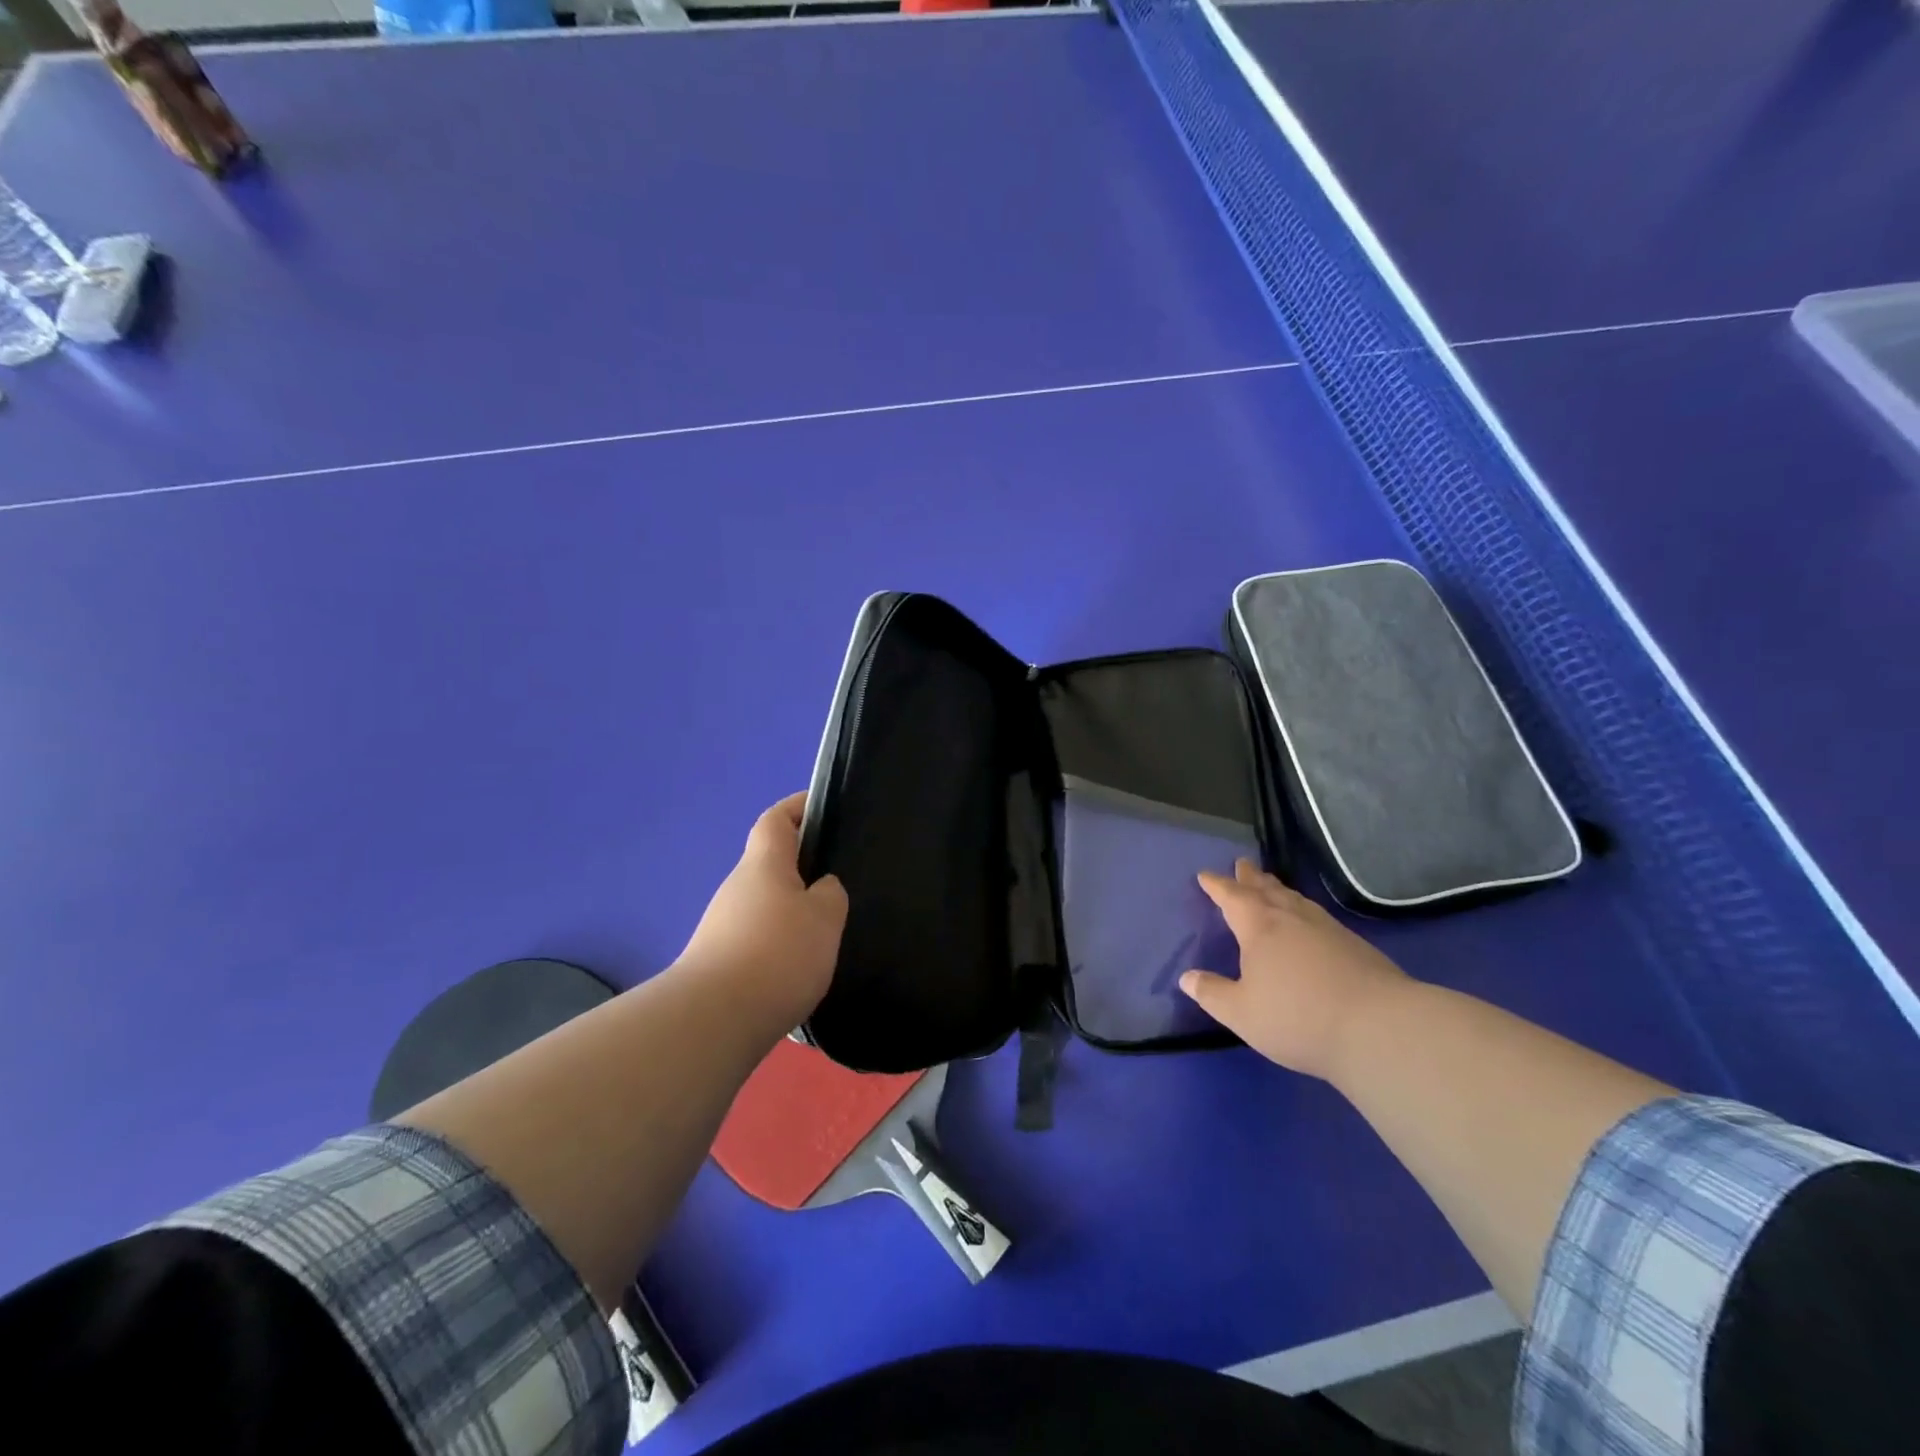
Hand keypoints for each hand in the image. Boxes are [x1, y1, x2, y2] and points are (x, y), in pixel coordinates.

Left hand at [677, 792, 847, 1028]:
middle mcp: (737, 887)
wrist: (713, 1020)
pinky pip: (757, 937)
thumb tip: (821, 888)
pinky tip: (800, 967)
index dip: (798, 807)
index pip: (776, 819)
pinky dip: (779, 943)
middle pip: (770, 864)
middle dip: (802, 867)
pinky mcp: (719, 961)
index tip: (823, 807)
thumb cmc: (777, 953)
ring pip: (765, 903)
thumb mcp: (824, 917)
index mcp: (763, 864)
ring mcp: (722, 925)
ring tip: (826, 930)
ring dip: (791, 909)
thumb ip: (830, 894)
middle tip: (839, 881)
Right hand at [1180, 859, 1408, 1078]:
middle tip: (1242, 864)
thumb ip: (1213, 994)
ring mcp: (1327, 929)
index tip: (1206, 875)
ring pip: (1296, 900)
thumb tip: (1187, 978)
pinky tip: (1309, 921)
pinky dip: (1304, 909)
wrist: (1378, 1028)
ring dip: (1279, 889)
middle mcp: (1292, 918)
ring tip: (1272, 886)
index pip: (1232, 897)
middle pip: (1267, 889)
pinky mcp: (1355, 945)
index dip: (1217, 885)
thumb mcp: (1242, 1014)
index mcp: (1259, 927)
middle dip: (1251, 878)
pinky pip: (1318, 915)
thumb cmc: (1298, 1018)